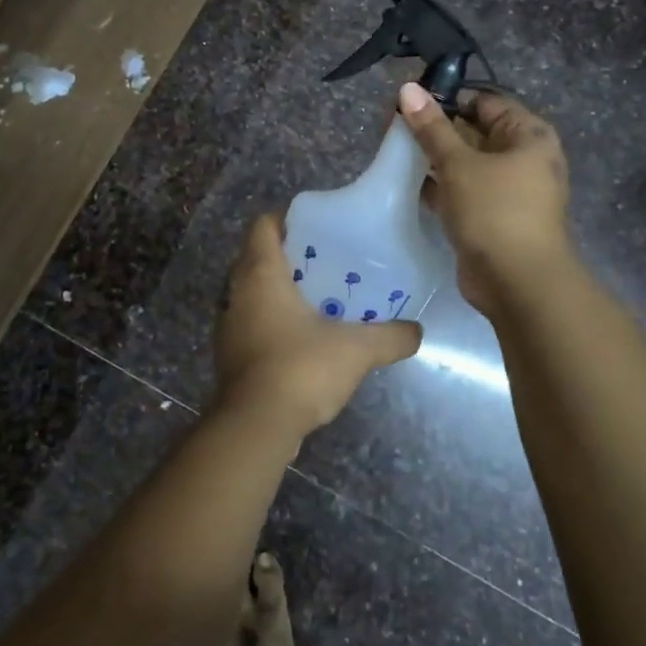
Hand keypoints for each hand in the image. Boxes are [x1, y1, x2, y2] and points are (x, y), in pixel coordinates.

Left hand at [214, 213, 422, 441]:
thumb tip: (417, 331)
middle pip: (256, 257)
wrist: (256, 426)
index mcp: (261, 274)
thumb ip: (390, 337)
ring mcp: (228, 324)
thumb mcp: (356, 350)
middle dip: (287, 256)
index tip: (315, 226)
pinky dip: (270, 320)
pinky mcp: (229, 355)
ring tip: (316, 298)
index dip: (286, 219)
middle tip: (324, 261)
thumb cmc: (301, 369)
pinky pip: (250, 322)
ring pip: (250, 292)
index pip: (264, 226)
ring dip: (277, 290)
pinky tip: (301, 337)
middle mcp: (236, 293)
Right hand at [397, 82, 572, 317]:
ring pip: (466, 163)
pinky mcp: (491, 216)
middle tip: (394, 124)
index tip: (409, 101)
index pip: (485, 102)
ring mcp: (508, 190)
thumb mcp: (459, 164)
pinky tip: (406, 181)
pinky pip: (462, 190)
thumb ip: (432, 128)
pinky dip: (439, 185)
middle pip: (474, 131)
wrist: (517, 282)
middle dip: (436, 128)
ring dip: (434, 157)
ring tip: (394, 148)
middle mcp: (523, 158)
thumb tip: (408, 88)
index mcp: (528, 135)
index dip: (448, 98)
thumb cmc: (495, 211)